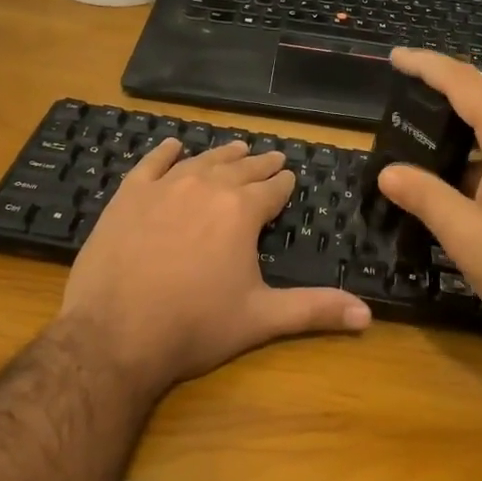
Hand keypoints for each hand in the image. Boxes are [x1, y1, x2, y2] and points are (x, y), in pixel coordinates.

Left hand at [57, 138, 370, 396]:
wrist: (113, 334)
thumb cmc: (194, 326)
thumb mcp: (261, 318)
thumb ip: (314, 309)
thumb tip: (368, 315)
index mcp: (242, 211)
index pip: (272, 189)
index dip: (284, 183)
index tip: (290, 176)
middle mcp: (207, 187)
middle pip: (240, 168)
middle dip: (260, 164)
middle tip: (273, 157)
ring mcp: (164, 187)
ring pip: (202, 161)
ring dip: (223, 154)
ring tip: (237, 148)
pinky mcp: (128, 196)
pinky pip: (152, 164)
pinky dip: (166, 153)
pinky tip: (175, 146)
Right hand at [376, 50, 481, 347]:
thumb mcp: (465, 234)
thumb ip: (424, 196)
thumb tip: (388, 172)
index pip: (466, 85)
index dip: (428, 66)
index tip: (396, 56)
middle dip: (440, 97)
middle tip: (400, 100)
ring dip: (457, 135)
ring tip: (419, 145)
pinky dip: (475, 160)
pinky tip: (454, 185)